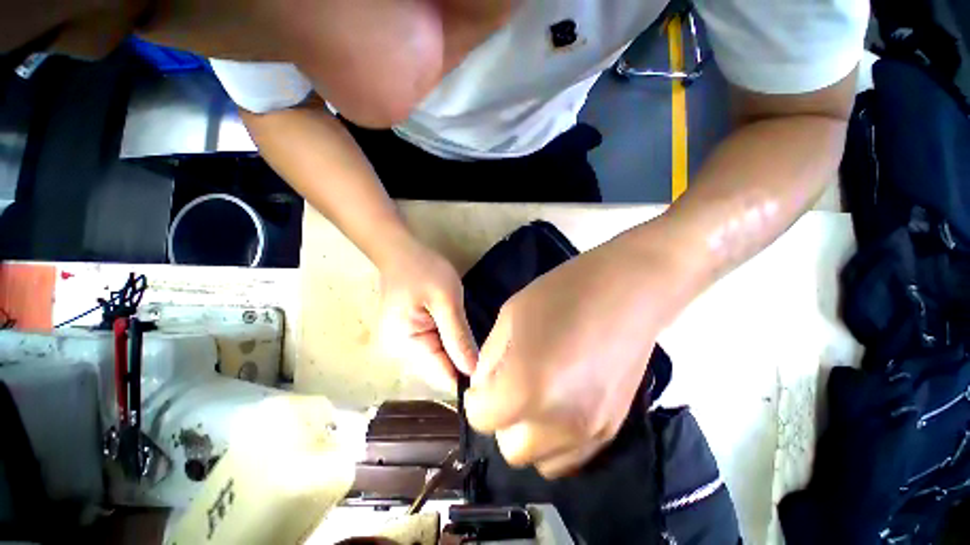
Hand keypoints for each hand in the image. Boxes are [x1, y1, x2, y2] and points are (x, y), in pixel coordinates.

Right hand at [377, 239, 477, 391]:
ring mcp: (402, 346)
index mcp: (404, 345)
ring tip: (480, 346)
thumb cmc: (424, 270)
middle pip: (438, 371)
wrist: (402, 253)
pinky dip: (449, 346)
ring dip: (457, 355)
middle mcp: (398, 353)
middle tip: (491, 355)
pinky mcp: (408, 337)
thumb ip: (458, 336)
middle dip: (464, 366)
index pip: (439, 375)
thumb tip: (472, 371)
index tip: (493, 372)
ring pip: (437, 361)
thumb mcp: (446, 300)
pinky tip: (463, 339)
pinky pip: (433, 350)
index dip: (465, 376)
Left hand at [465, 232, 692, 477]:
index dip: (477, 398)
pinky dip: (554, 439)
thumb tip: (485, 386)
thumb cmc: (561, 294)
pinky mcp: (612, 430)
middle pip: (509, 447)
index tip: (485, 381)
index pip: (481, 418)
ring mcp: (590, 433)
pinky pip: (570, 456)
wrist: (627, 291)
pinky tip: (560, 404)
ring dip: (528, 432)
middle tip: (510, 385)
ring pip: (539, 459)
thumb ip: (491, 358)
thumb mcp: (510, 316)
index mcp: (525, 388)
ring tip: (537, 395)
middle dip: (501, 418)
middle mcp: (557, 423)